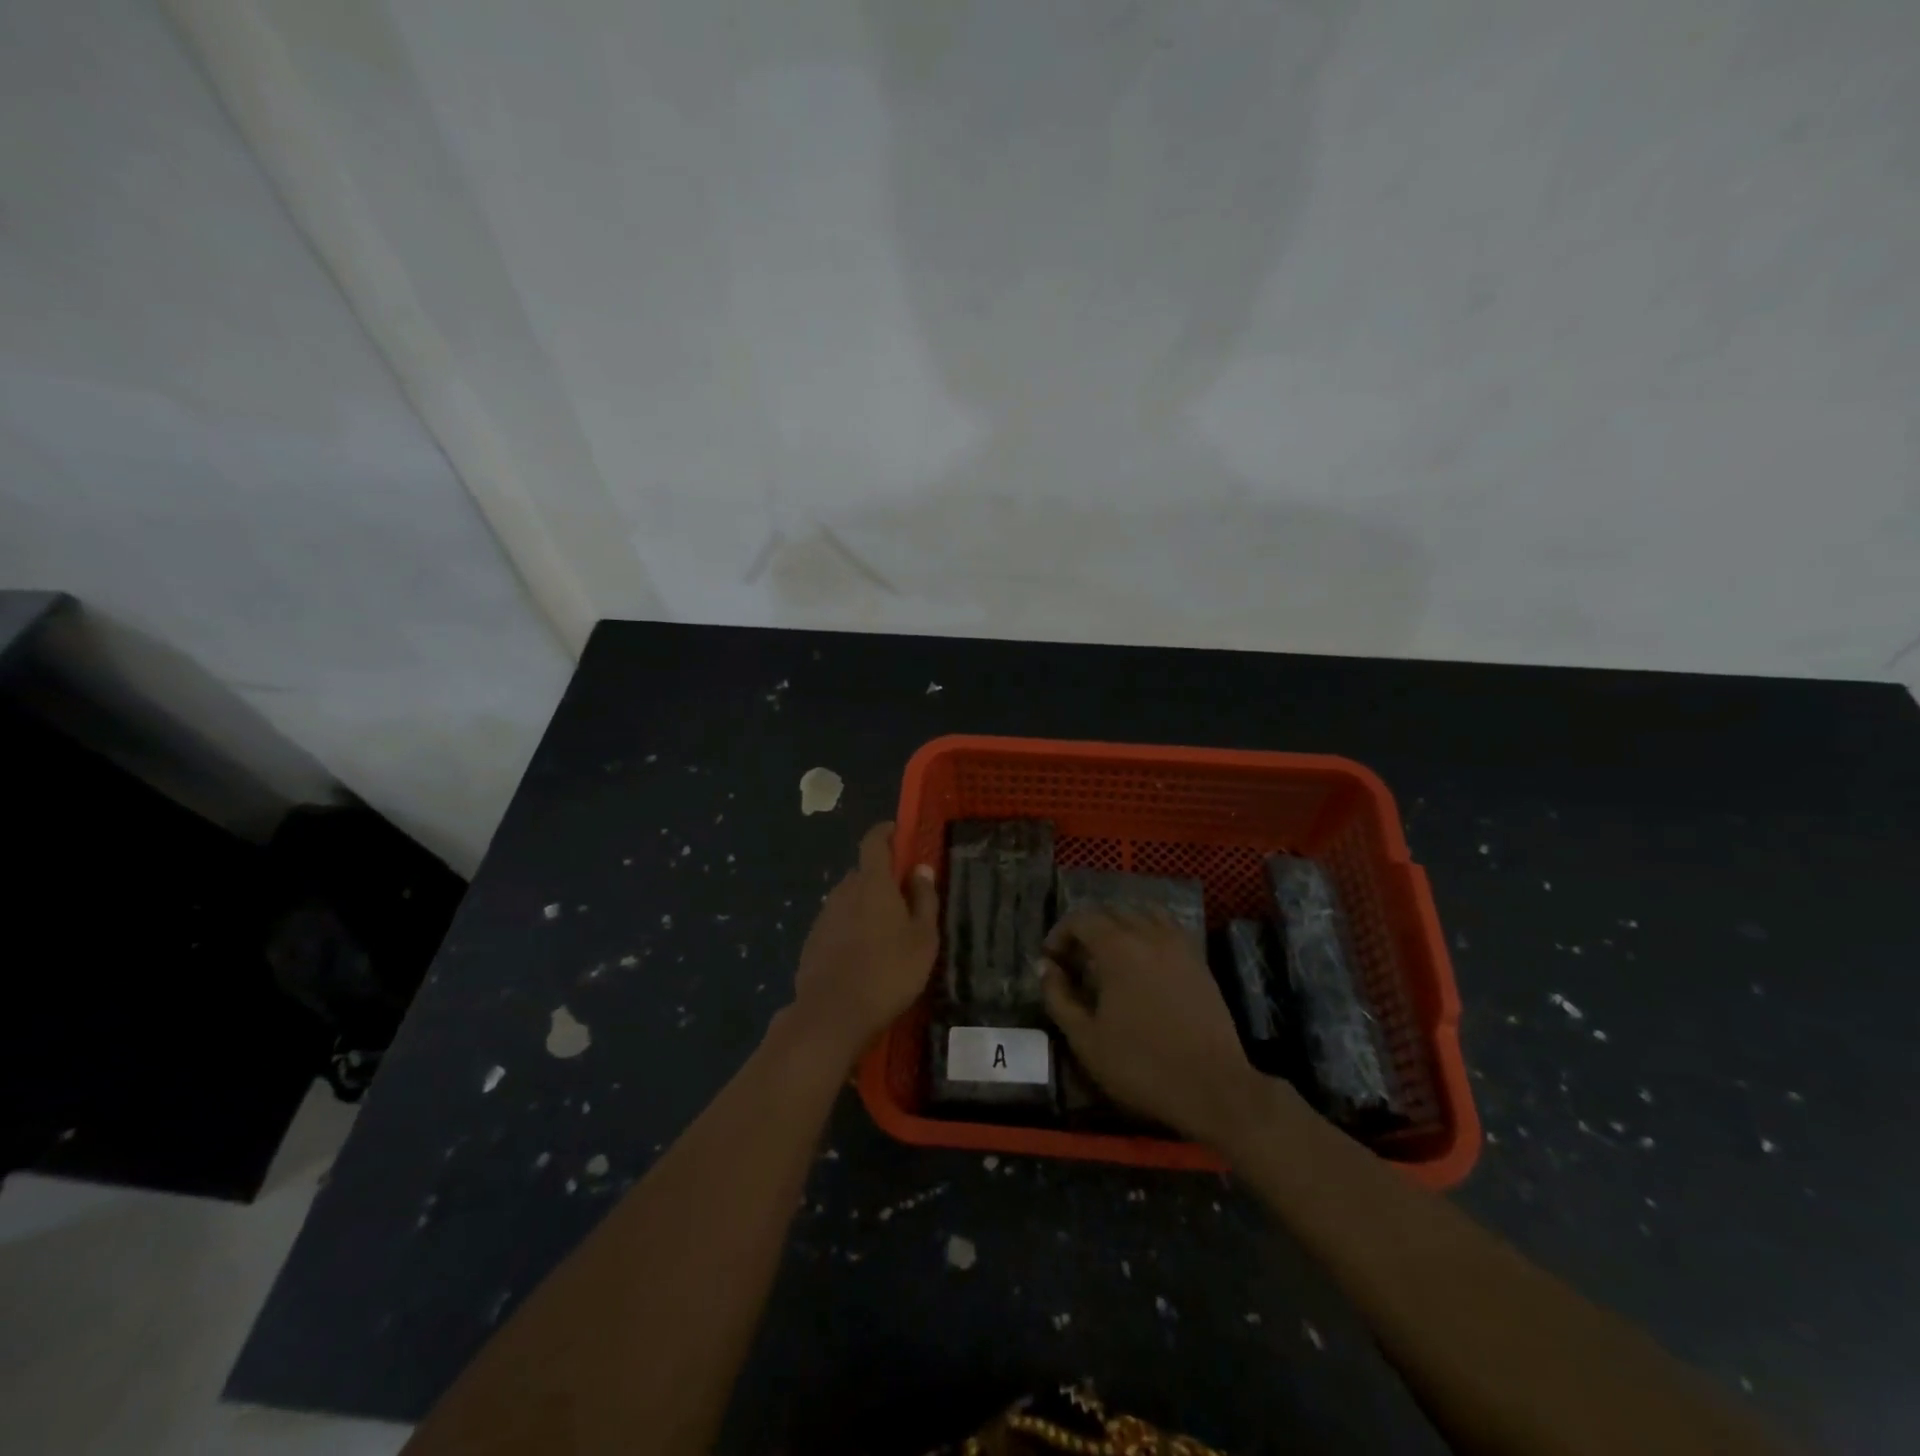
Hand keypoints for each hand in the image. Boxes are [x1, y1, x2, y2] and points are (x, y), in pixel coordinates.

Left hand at [789, 822, 937, 1066]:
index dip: (885, 832)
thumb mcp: (923, 938)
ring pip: (849, 899)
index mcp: (872, 883)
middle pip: (863, 872)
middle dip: (882, 876)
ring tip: (886, 931)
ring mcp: (824, 916)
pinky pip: (837, 923)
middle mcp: (844, 891)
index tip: (897, 831)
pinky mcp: (812, 942)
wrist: (832, 1015)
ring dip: (866, 904)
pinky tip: (864, 954)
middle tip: (903, 896)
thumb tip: (920, 869)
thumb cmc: (888, 972)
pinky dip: (851, 927)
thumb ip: (924, 899)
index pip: (874, 842)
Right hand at [1040, 907, 1266, 1148]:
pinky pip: (1167, 929)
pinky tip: (1143, 964)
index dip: (1059, 935)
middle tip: (1076, 962)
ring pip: (1142, 915)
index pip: (1080, 919)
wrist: (1213, 1088)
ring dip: (1119, 926)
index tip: (1051, 962)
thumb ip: (1059, 997)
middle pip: (1111, 911)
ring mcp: (1179, 945)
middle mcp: (1148, 934)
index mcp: (1117, 947)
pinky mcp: (1199, 961)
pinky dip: (1148, 933)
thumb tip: (1046, 967)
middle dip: (1087, 929)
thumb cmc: (1141, 1065)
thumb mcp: (1086, 1038)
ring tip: (1110, 957)